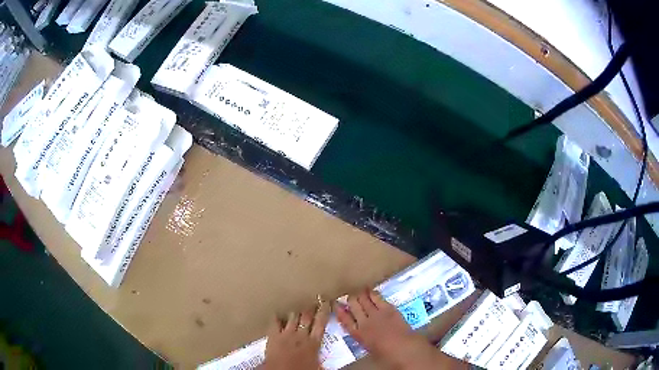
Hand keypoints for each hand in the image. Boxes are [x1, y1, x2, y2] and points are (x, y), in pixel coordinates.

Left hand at [259, 300, 329, 369]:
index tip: (325, 302)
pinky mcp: (273, 336)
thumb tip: (331, 362)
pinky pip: (274, 322)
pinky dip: (276, 317)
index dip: (324, 311)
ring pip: (292, 317)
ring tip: (298, 307)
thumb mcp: (318, 366)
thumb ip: (322, 358)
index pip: (321, 322)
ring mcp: (286, 334)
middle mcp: (301, 335)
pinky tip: (277, 313)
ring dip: (295, 312)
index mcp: (314, 342)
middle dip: (310, 308)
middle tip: (313, 300)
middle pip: (307, 316)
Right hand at [335, 290, 465, 369]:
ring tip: (358, 291)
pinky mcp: (387, 308)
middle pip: (353, 307)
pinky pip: (377, 298)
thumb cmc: (387, 353)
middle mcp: (363, 322)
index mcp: (358, 335)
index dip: (340, 311)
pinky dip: (372, 293)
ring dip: (360, 295)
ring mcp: (375, 314)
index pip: (344, 320)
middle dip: (350, 300)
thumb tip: (362, 332)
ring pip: (363, 300)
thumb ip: (364, 337)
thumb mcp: (370, 347)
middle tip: (349, 295)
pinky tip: (370, 289)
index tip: (336, 305)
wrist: (403, 348)